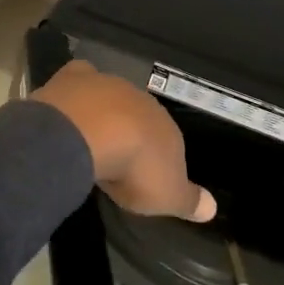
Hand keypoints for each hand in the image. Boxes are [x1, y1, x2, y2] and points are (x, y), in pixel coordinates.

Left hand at [32, 61, 216, 222]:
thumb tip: (212, 208)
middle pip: (139, 116)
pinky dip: (78, 86)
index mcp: (166, 128)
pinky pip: (82, 77)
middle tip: (117, 157)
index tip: (144, 176)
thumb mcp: (168, 196)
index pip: (168, 141)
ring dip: (104, 113)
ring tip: (90, 138)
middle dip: (131, 133)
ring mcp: (108, 85)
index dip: (156, 158)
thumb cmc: (134, 169)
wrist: (92, 134)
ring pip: (111, 97)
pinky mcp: (77, 77)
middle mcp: (141, 101)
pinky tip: (71, 98)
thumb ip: (190, 201)